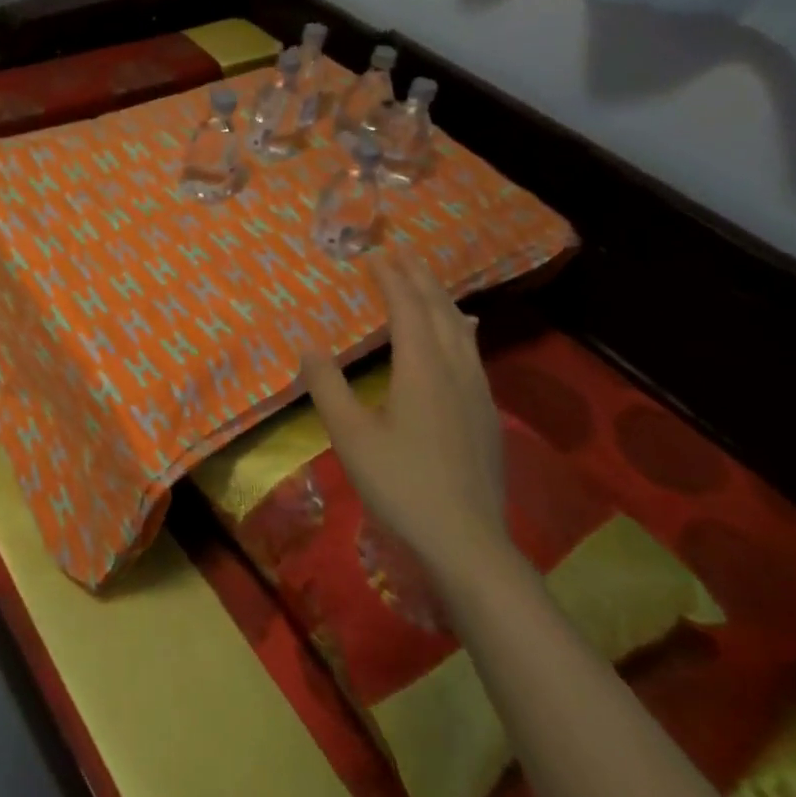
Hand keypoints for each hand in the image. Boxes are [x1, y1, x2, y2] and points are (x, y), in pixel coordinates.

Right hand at [299, 251, 506, 573]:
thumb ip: (327, 386)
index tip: (375, 255)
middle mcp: (455, 371)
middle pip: (439, 312)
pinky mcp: (487, 415)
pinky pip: (473, 352)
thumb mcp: (350, 435)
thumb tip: (309, 346)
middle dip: (420, 279)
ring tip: (429, 282)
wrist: (467, 543)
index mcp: (421, 369)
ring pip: (461, 331)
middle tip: (402, 253)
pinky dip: (460, 329)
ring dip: (441, 300)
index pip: (407, 309)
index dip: (391, 279)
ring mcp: (477, 393)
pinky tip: (465, 334)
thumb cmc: (401, 484)